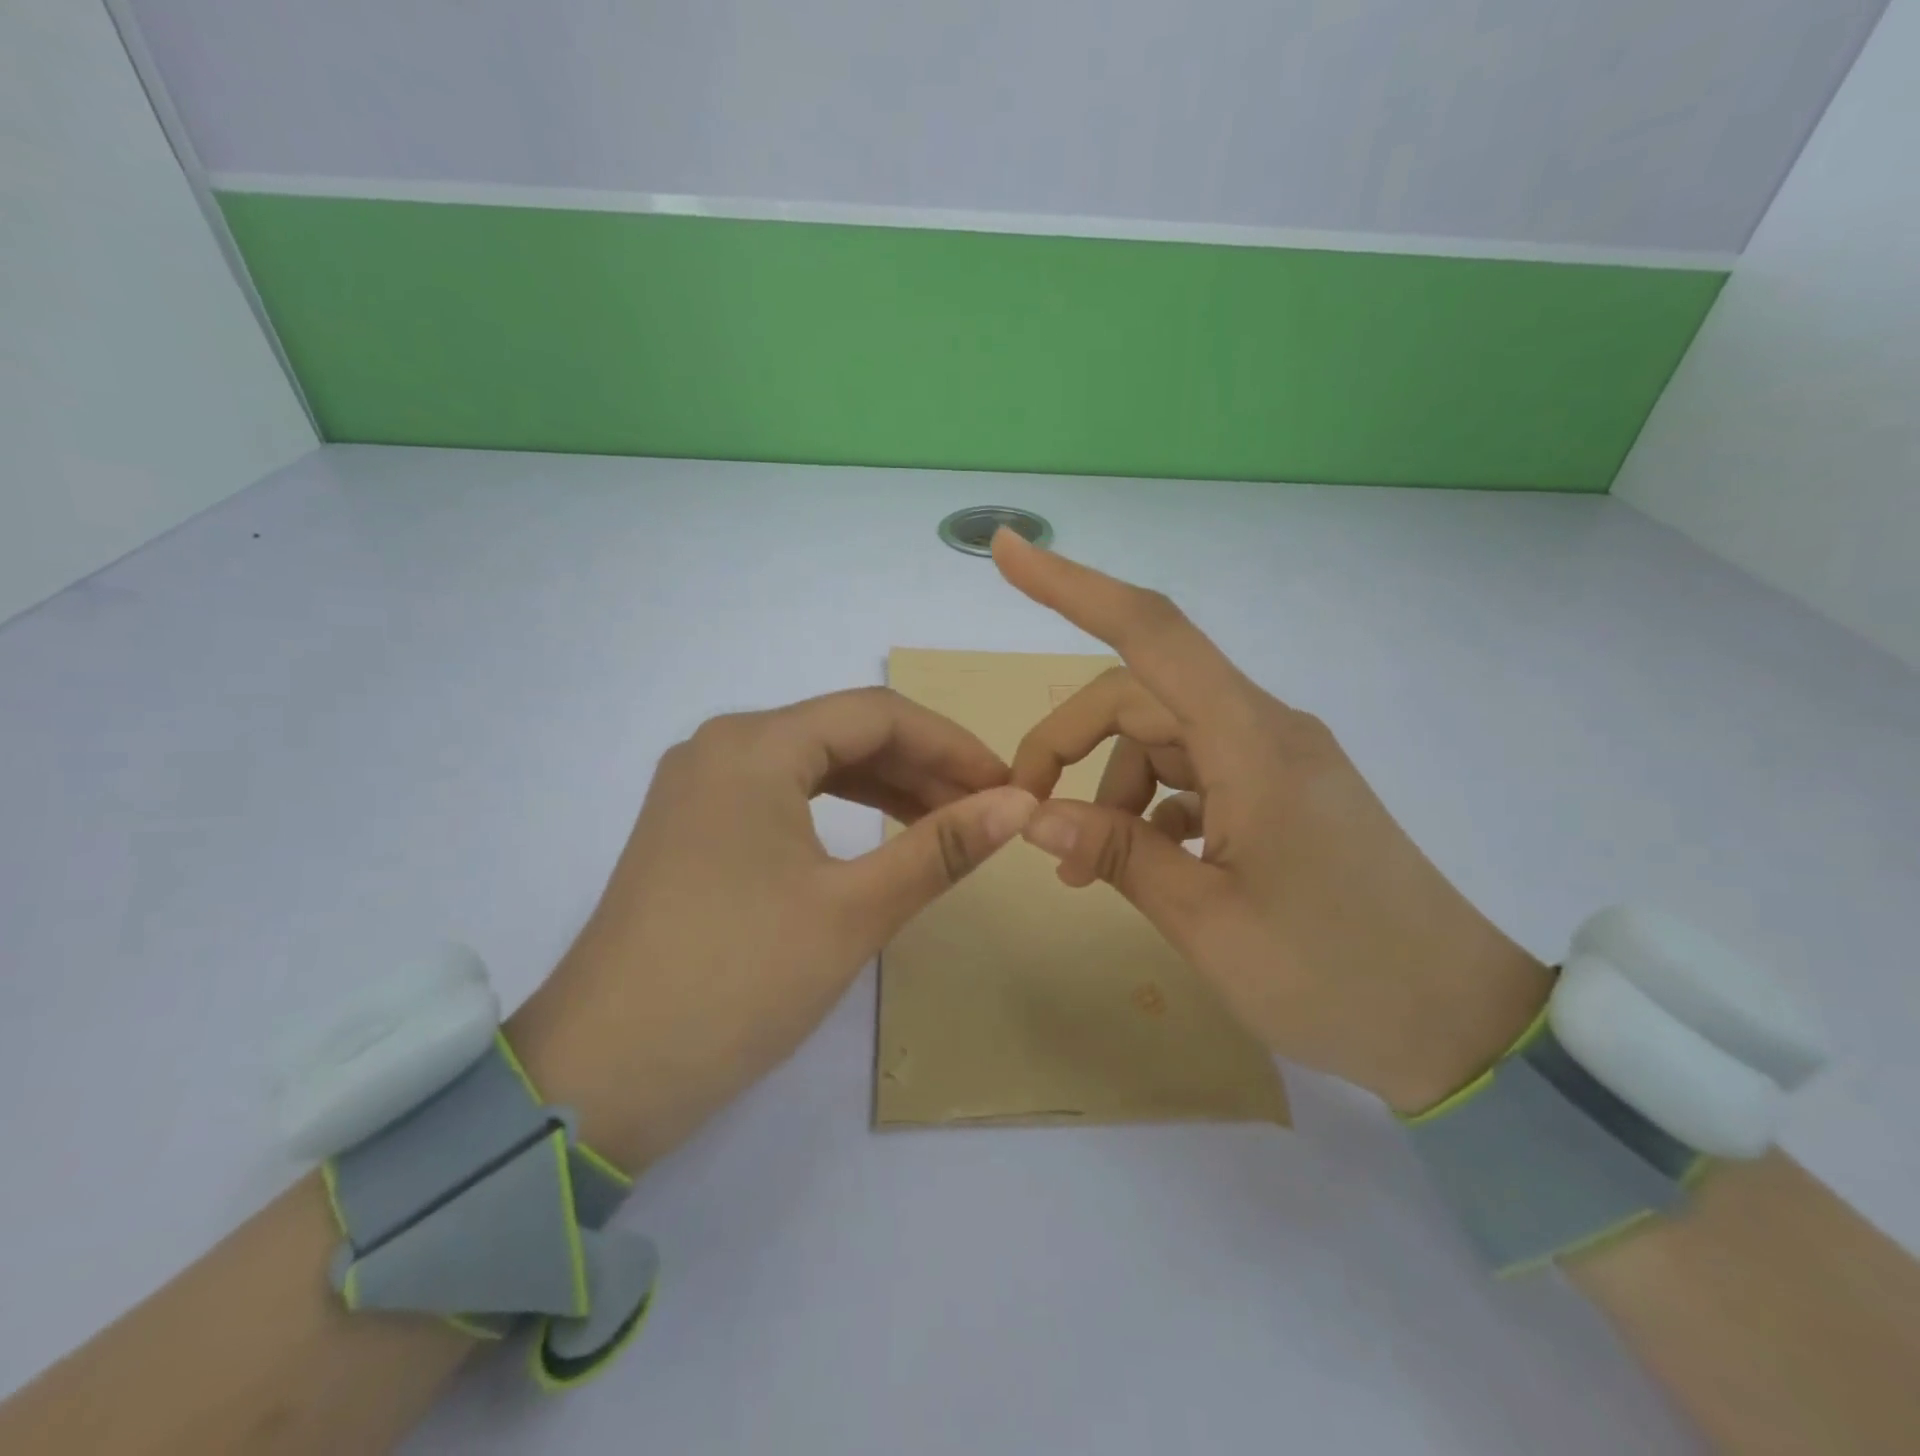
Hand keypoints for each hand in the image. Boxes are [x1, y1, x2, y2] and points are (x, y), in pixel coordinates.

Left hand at [508, 689, 1036, 1169]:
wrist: (600, 1077)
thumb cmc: (737, 981)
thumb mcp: (853, 911)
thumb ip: (941, 848)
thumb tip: (1021, 803)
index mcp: (754, 745)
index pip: (878, 715)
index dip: (953, 744)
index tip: (1008, 784)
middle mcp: (721, 748)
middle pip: (844, 733)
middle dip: (923, 766)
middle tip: (986, 810)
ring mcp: (700, 789)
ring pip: (814, 765)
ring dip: (886, 788)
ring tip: (947, 825)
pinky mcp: (693, 831)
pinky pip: (784, 797)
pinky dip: (840, 811)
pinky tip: (879, 838)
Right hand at [993, 530, 1550, 1113]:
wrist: (1461, 1025)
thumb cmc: (1336, 977)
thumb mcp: (1206, 921)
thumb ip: (1117, 853)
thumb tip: (1034, 814)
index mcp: (1252, 742)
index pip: (1152, 633)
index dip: (1072, 587)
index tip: (1008, 553)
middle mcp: (1264, 730)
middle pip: (1139, 697)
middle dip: (1069, 743)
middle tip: (1027, 812)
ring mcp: (1276, 761)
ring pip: (1162, 740)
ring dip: (1109, 790)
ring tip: (1084, 869)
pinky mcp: (1283, 793)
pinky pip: (1195, 775)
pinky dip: (1151, 809)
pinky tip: (1144, 864)